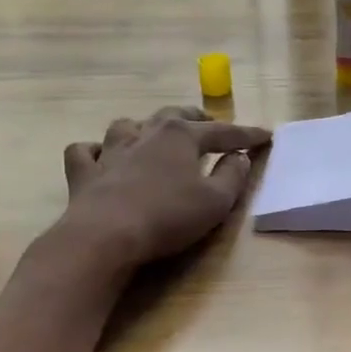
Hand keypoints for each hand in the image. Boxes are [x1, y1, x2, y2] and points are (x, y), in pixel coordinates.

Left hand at [56, 106, 271, 272]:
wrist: (105, 235)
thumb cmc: (168, 217)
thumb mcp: (215, 202)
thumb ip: (233, 177)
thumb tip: (240, 157)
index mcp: (181, 136)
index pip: (223, 132)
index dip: (247, 135)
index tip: (266, 136)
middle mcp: (145, 134)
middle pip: (174, 115)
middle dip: (196, 118)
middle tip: (209, 124)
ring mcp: (110, 151)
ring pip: (128, 125)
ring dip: (144, 127)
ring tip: (153, 134)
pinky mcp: (84, 173)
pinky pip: (85, 151)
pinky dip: (94, 150)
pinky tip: (100, 155)